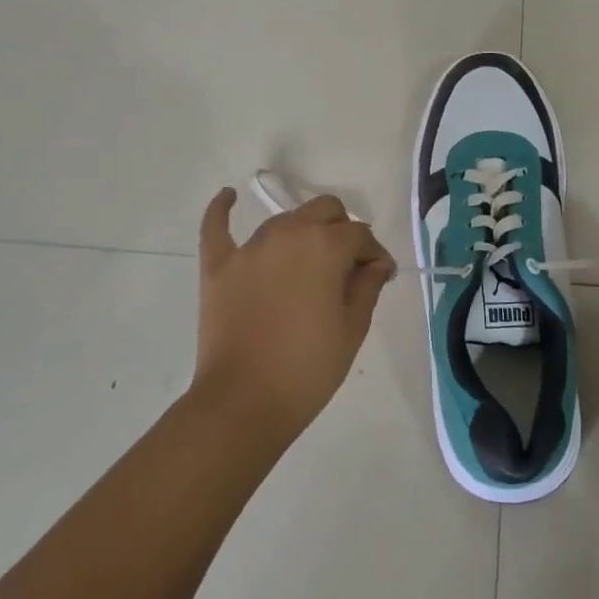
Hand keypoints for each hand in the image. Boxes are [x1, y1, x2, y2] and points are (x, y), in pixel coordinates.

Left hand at [193, 188, 396, 444]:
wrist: (243, 402)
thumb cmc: (308, 367)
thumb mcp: (352, 328)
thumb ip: (367, 285)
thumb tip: (375, 263)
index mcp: (325, 245)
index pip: (360, 235)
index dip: (375, 254)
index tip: (380, 276)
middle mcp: (288, 233)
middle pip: (325, 211)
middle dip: (343, 230)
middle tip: (347, 267)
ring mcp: (249, 247)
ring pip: (285, 220)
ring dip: (303, 232)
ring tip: (308, 264)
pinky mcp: (218, 265)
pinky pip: (217, 227)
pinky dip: (222, 210)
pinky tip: (228, 197)